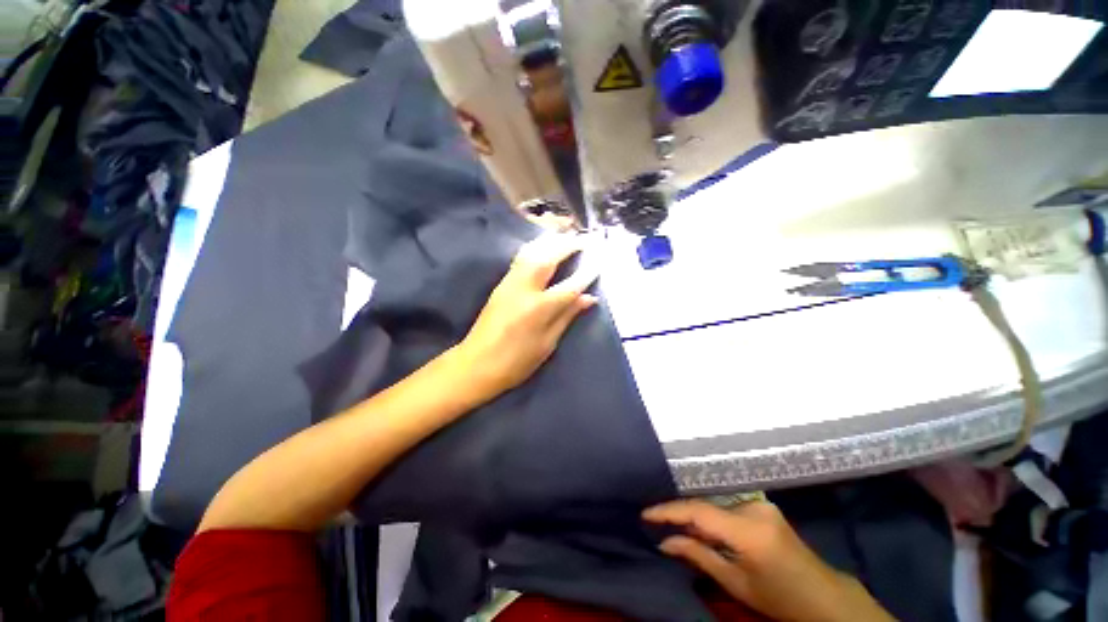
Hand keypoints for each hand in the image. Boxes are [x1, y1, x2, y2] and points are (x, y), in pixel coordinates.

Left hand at [454, 234, 598, 402]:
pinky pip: (520, 258)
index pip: (570, 286)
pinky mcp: (500, 284)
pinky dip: (535, 248)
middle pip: (548, 259)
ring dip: (550, 242)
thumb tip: (589, 298)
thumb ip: (567, 316)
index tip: (599, 262)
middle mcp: (524, 289)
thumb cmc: (516, 361)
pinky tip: (542, 247)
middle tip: (582, 240)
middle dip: (567, 246)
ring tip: (564, 237)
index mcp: (539, 308)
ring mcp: (509, 283)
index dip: (586, 274)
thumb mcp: (547, 343)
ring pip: (531, 253)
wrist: (476, 364)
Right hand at [644, 500, 894, 621]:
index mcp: (749, 530)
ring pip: (715, 504)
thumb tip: (664, 542)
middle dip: (680, 514)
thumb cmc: (779, 598)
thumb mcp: (736, 583)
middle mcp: (754, 508)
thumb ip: (698, 555)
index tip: (645, 513)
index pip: (699, 510)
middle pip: (706, 505)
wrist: (824, 596)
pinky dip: (711, 516)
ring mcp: (761, 504)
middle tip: (656, 522)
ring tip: (674, 525)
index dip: (669, 510)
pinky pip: (727, 506)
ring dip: (696, 515)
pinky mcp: (763, 506)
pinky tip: (702, 527)